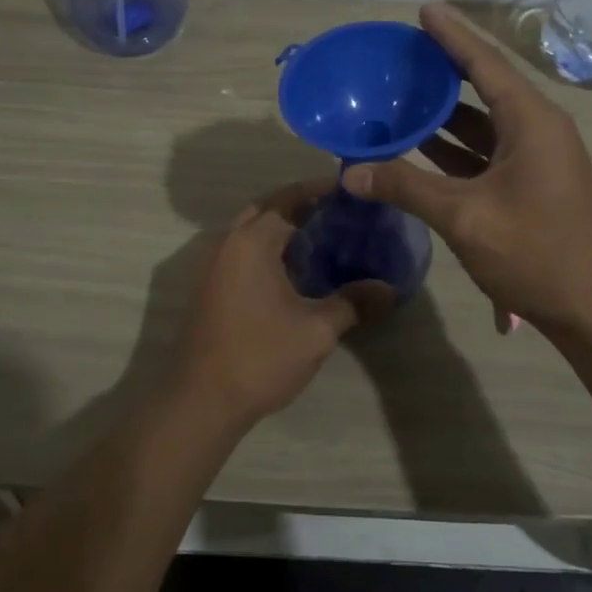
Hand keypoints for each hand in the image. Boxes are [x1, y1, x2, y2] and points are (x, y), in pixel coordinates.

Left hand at [167, 180, 391, 430]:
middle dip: (299, 203)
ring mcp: (213, 264)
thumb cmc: (260, 358)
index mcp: (252, 242)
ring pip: (250, 229)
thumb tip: (390, 288)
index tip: (349, 190)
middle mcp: (228, 242)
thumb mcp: (316, 331)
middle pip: (266, 208)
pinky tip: (291, 268)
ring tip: (320, 235)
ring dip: (280, 224)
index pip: (289, 199)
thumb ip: (353, 303)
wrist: (201, 401)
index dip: (320, 192)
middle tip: (337, 211)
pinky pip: (241, 250)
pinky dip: (266, 246)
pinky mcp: (209, 286)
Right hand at [344, 4, 591, 338]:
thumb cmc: (537, 254)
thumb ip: (405, 188)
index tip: (424, 10)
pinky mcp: (532, 185)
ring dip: (446, 112)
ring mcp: (538, 160)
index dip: (452, 35)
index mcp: (531, 122)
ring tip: (401, 95)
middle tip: (403, 54)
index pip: (485, 64)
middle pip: (485, 86)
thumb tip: (349, 172)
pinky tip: (420, 147)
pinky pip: (487, 151)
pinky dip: (455, 146)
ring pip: (485, 122)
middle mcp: (538, 130)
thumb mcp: (464, 217)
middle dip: (444, 70)